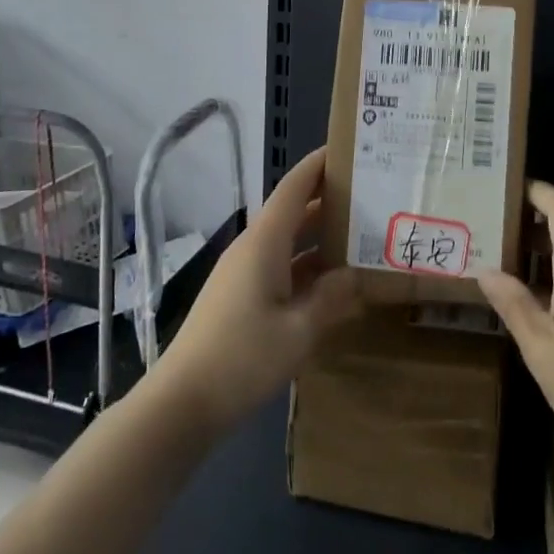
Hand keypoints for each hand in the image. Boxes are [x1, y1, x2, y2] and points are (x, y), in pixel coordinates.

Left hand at [150, 147, 360, 436]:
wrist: (181, 404)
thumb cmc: (242, 358)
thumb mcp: (298, 331)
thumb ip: (331, 298)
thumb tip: (356, 274)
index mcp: (264, 242)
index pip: (294, 187)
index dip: (319, 165)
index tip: (349, 149)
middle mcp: (253, 248)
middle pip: (294, 211)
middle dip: (329, 199)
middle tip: (371, 194)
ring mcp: (244, 274)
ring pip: (289, 242)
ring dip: (321, 236)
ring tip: (362, 234)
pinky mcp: (241, 298)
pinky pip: (281, 268)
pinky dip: (308, 267)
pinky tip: (333, 283)